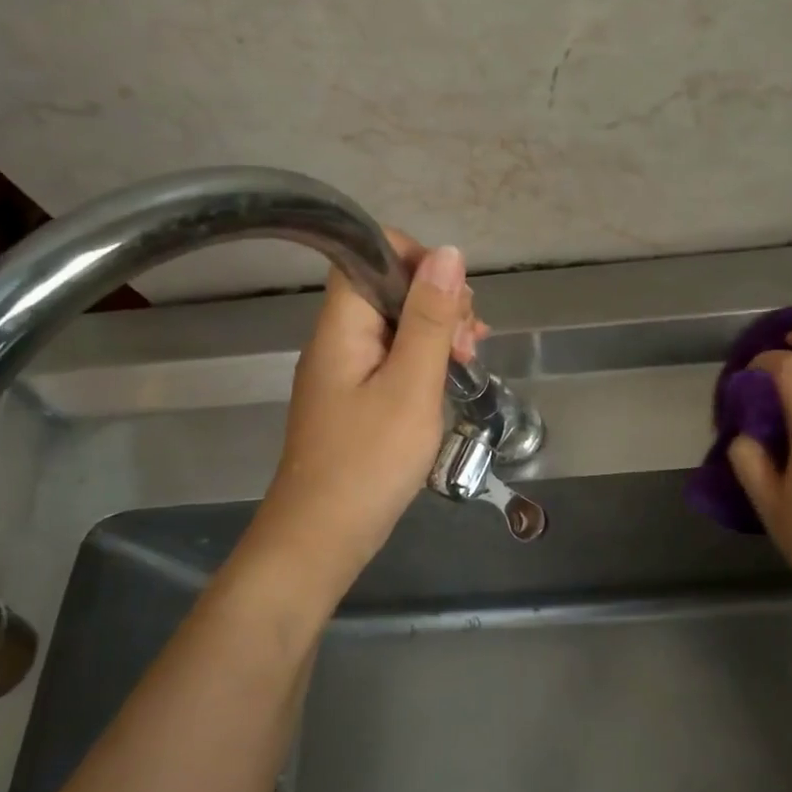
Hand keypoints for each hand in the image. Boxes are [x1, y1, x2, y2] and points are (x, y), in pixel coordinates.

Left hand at [250, 232, 482, 590]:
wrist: (322, 538)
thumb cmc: (369, 461)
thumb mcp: (411, 386)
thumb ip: (430, 320)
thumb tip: (449, 254)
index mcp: (342, 327)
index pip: (368, 254)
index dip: (415, 258)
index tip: (455, 296)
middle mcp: (338, 340)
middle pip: (387, 288)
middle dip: (437, 300)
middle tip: (468, 342)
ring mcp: (346, 370)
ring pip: (395, 325)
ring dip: (437, 331)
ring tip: (470, 361)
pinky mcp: (355, 398)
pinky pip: (393, 359)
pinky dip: (425, 360)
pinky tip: (452, 377)